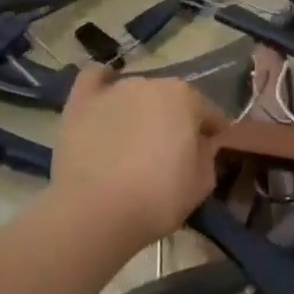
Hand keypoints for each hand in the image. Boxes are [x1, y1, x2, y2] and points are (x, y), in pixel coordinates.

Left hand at [50, 67, 222, 249]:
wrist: (94, 214)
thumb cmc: (157, 199)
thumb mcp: (201, 183)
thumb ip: (208, 154)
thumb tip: (202, 144)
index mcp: (185, 97)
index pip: (208, 112)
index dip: (212, 133)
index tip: (210, 152)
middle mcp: (151, 83)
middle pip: (170, 99)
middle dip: (174, 120)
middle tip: (169, 152)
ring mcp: (114, 90)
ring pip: (136, 93)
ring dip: (140, 110)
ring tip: (132, 141)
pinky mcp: (81, 103)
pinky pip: (93, 79)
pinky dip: (101, 85)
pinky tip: (104, 101)